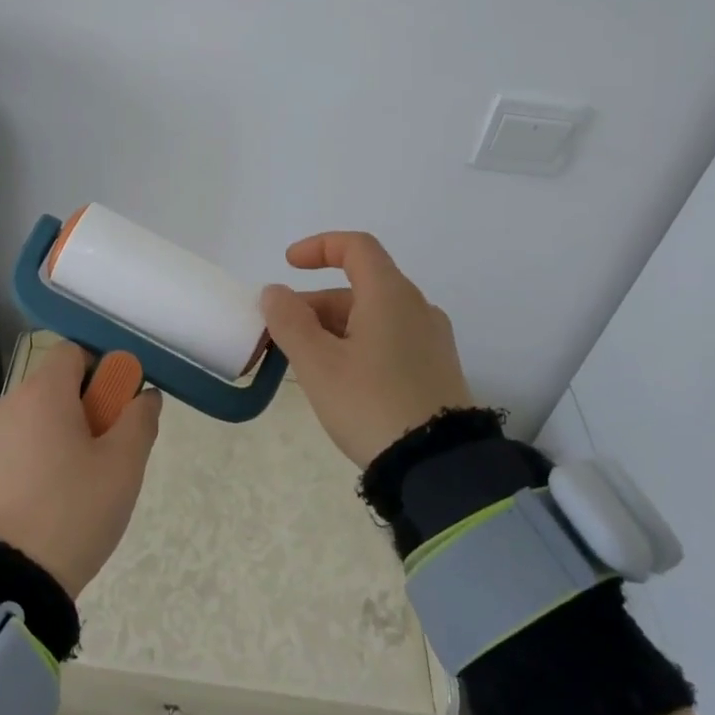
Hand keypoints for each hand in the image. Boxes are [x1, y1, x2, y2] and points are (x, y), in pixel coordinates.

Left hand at [0, 343, 161, 598]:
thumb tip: (145, 395)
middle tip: (105, 455)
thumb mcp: (123, 467)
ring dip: (56, 440)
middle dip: (83, 411)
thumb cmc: (73, 511)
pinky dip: (30, 466)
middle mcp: (5, 407)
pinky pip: (10, 455)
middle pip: (52, 389)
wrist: (5, 584)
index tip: (116, 409)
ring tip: (77, 489)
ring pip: (31, 424)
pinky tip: (44, 509)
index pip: (72, 352)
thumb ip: (140, 420)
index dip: (100, 371)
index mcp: (41, 394)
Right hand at [259, 231, 474, 467]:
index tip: (288, 265)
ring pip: (373, 316)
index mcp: (390, 294)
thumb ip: (289, 321)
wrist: (439, 467)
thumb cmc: (371, 404)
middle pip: (359, 286)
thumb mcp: (318, 364)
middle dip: (315, 304)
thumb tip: (275, 292)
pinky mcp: (437, 368)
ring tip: (306, 363)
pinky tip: (341, 379)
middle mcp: (417, 307)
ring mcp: (431, 339)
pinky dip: (358, 344)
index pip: (355, 247)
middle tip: (282, 336)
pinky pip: (390, 339)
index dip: (318, 247)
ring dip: (333, 327)